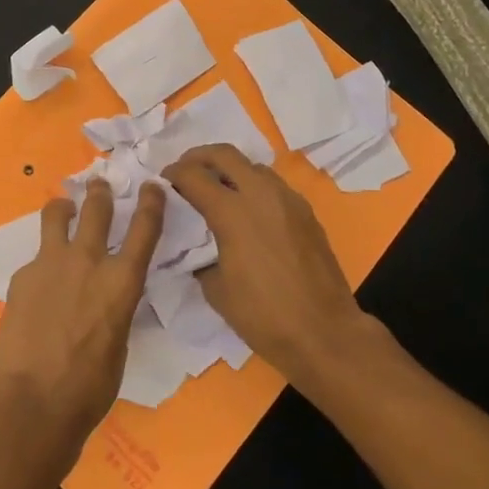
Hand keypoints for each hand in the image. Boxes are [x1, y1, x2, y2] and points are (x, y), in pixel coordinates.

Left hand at [0, 178, 165, 444]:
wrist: (35, 400)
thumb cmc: (89, 386)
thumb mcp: (119, 341)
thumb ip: (114, 305)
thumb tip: (105, 296)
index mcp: (122, 281)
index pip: (145, 228)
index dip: (152, 202)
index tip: (153, 185)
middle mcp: (88, 261)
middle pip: (97, 208)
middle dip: (100, 192)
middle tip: (98, 184)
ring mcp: (51, 263)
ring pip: (57, 214)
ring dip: (64, 207)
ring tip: (63, 208)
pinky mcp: (23, 275)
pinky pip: (36, 257)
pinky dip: (42, 262)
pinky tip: (38, 285)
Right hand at [162, 144, 372, 384]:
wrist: (324, 333)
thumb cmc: (263, 315)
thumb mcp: (216, 289)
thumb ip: (202, 257)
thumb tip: (200, 248)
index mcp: (232, 212)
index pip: (194, 175)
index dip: (173, 173)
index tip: (164, 180)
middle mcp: (260, 194)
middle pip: (224, 154)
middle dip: (200, 157)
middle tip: (186, 172)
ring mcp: (288, 200)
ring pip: (253, 166)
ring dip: (230, 170)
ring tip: (218, 191)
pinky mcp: (306, 212)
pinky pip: (274, 186)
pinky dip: (254, 188)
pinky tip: (249, 212)